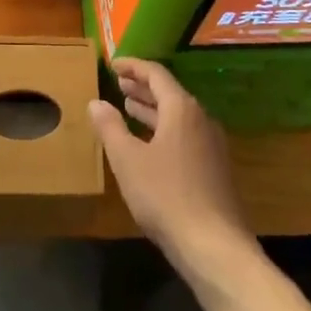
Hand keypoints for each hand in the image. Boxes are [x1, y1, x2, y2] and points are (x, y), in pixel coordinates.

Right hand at [89, 59, 251, 271]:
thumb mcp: (128, 160)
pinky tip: (149, 145)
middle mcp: (200, 118)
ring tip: (129, 108)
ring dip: (152, 109)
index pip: (156, 74)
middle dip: (142, 88)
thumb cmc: (166, 195)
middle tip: (119, 85)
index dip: (133, 67)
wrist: (214, 246)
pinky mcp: (214, 168)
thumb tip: (96, 102)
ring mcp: (211, 144)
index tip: (113, 64)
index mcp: (181, 109)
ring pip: (177, 116)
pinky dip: (163, 129)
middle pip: (169, 93)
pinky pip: (184, 134)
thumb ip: (110, 127)